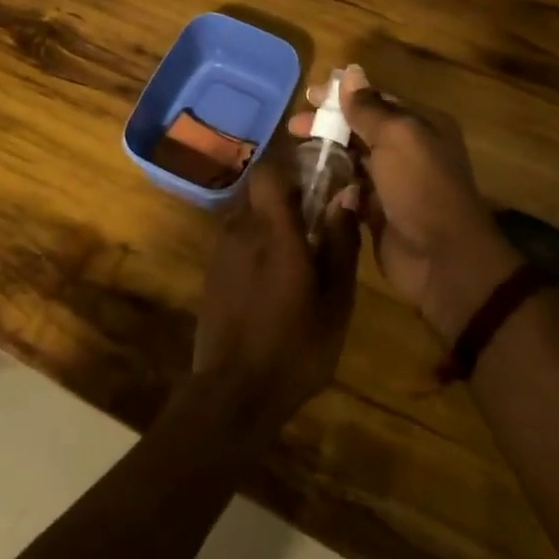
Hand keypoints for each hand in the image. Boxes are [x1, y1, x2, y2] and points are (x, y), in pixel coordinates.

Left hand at [190, 155, 361, 436]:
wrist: (234, 392)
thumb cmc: (295, 347)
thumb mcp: (335, 301)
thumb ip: (340, 243)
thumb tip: (346, 195)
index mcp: (272, 230)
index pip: (268, 171)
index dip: (289, 167)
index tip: (315, 179)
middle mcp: (240, 230)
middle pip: (258, 192)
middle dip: (285, 197)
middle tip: (314, 221)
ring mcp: (220, 251)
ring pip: (246, 216)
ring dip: (269, 223)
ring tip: (297, 254)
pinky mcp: (212, 273)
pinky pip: (236, 241)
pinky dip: (255, 245)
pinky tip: (273, 279)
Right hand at [290, 65, 517, 345]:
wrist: (441, 260)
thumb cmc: (421, 188)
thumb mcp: (398, 138)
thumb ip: (370, 107)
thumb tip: (350, 73)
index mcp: (420, 127)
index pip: (377, 101)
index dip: (342, 96)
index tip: (308, 95)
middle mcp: (408, 151)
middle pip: (361, 129)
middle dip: (328, 124)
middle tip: (294, 127)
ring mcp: (391, 184)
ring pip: (352, 159)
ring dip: (325, 153)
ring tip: (294, 152)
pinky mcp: (376, 213)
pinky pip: (348, 190)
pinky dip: (331, 184)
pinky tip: (307, 181)